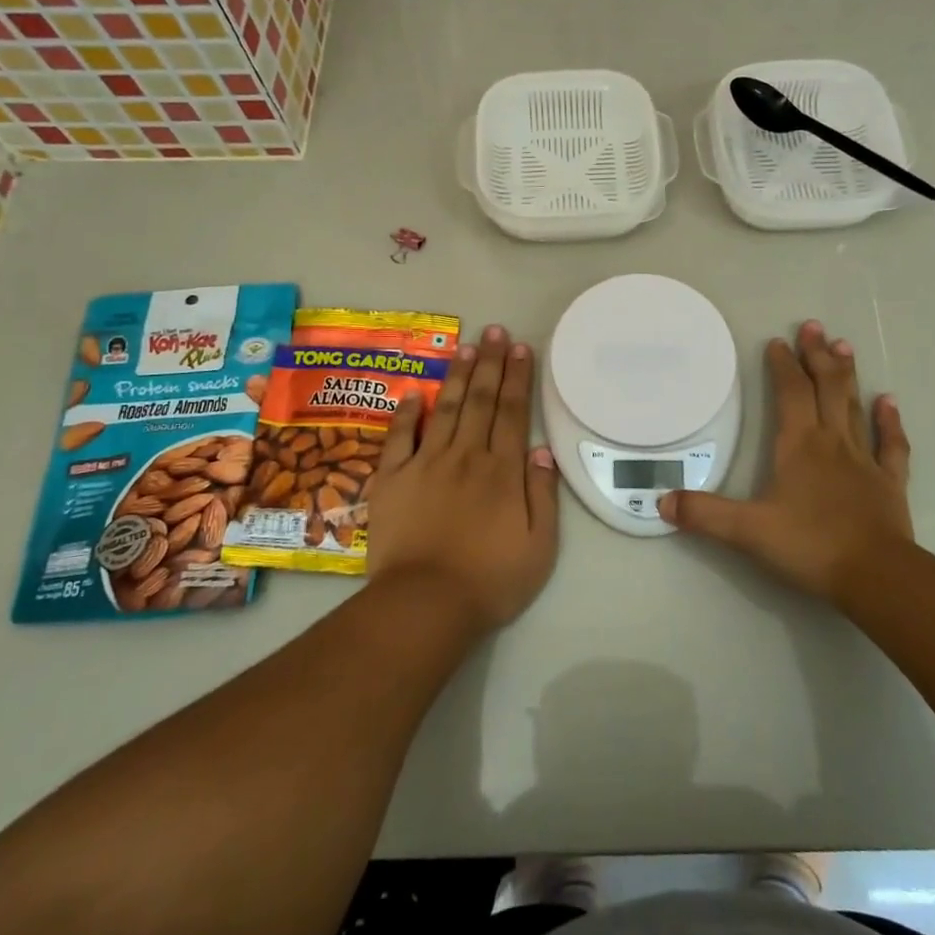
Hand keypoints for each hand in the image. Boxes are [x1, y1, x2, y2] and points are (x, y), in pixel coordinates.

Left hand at [364, 325, 559, 631]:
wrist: (425, 604)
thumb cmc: (491, 580)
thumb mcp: (539, 545)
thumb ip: (542, 494)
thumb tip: (539, 450)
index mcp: (502, 470)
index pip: (512, 412)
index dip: (518, 377)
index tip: (521, 348)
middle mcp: (466, 456)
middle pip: (481, 400)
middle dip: (490, 362)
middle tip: (494, 330)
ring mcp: (426, 464)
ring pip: (446, 409)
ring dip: (457, 376)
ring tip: (466, 346)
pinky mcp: (392, 479)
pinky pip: (400, 437)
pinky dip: (408, 412)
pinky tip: (415, 392)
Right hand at [659, 320, 913, 603]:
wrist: (875, 576)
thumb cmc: (810, 546)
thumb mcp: (747, 532)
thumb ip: (704, 514)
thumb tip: (661, 501)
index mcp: (799, 446)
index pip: (790, 393)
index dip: (783, 366)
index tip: (778, 342)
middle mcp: (832, 443)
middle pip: (826, 389)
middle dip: (818, 356)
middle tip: (814, 326)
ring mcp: (864, 461)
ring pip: (854, 408)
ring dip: (848, 376)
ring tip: (844, 346)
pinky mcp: (889, 483)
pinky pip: (891, 445)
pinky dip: (889, 421)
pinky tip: (888, 401)